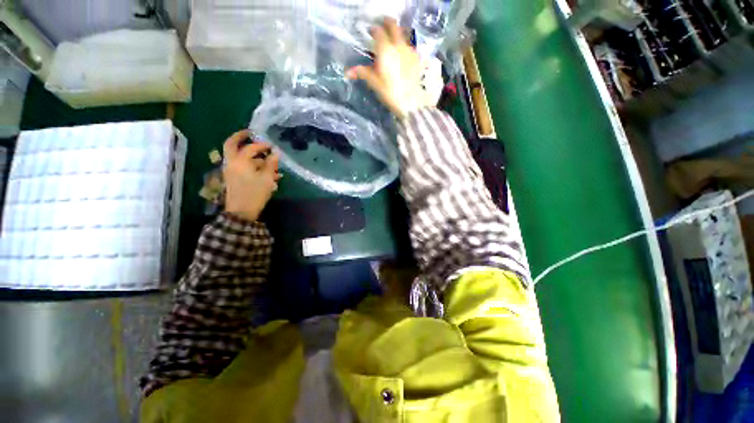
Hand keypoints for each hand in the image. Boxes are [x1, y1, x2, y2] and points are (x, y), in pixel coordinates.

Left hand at [223, 130, 279, 221]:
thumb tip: (275, 153)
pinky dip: (249, 164)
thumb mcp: (266, 178)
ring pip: (238, 156)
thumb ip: (270, 164)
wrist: (241, 211)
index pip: (250, 148)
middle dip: (240, 137)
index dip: (262, 145)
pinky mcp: (232, 177)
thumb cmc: (255, 193)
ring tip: (266, 160)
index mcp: (239, 161)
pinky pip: (240, 165)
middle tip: (250, 133)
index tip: (272, 146)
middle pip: (231, 144)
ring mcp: (230, 170)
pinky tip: (263, 171)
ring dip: (250, 154)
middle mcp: (231, 162)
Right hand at [347, 18, 423, 119]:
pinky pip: (410, 46)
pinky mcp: (417, 58)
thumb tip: (347, 72)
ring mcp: (410, 50)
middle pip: (393, 25)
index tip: (370, 32)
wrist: (411, 102)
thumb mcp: (375, 83)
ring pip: (403, 34)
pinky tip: (402, 55)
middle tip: (382, 26)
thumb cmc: (390, 93)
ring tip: (392, 41)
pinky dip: (405, 46)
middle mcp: (398, 45)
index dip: (373, 29)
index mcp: (385, 49)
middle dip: (387, 23)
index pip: (378, 31)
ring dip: (397, 33)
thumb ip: (363, 73)